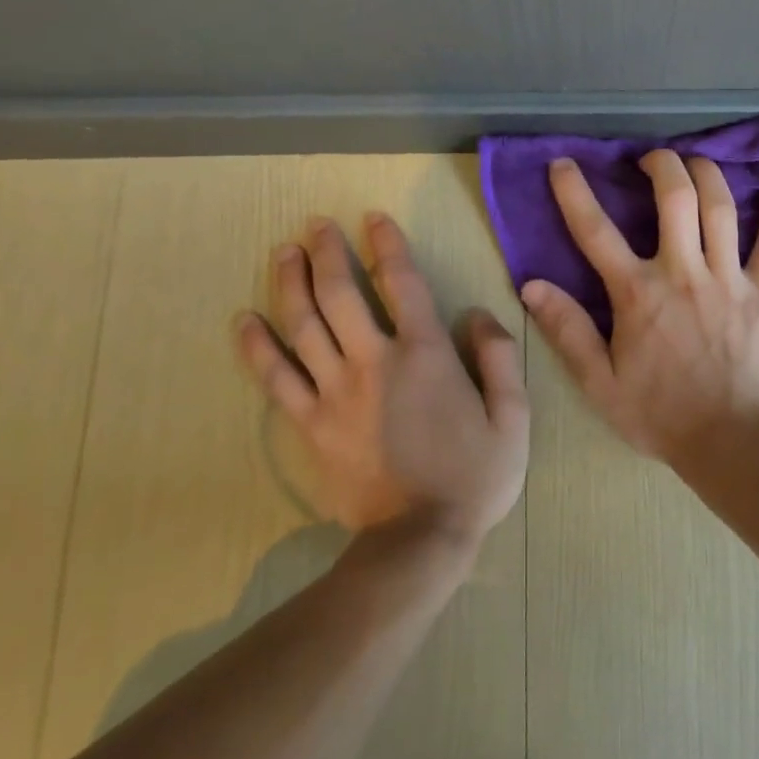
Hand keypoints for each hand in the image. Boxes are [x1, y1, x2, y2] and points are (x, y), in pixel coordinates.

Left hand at [235, 212, 528, 539]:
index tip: (373, 218)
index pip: (402, 283)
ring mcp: (335, 392)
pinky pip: (276, 377)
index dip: (387, 245)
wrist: (418, 540)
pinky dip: (257, 346)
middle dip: (328, 252)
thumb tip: (477, 313)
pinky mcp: (310, 424)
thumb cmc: (474, 476)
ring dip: (290, 282)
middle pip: (340, 294)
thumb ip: (499, 358)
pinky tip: (245, 319)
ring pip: (303, 325)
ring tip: (284, 252)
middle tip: (316, 224)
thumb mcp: (513, 417)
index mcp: (425, 355)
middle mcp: (374, 362)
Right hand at [521, 150, 758, 464]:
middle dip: (662, 165)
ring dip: (708, 175)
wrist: (729, 441)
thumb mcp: (600, 382)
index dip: (575, 192)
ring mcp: (729, 279)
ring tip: (697, 163)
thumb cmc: (659, 414)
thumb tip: (532, 285)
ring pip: (721, 208)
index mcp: (638, 294)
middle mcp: (684, 273)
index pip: (596, 231)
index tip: (563, 164)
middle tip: (652, 160)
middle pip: (675, 198)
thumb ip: (567, 331)